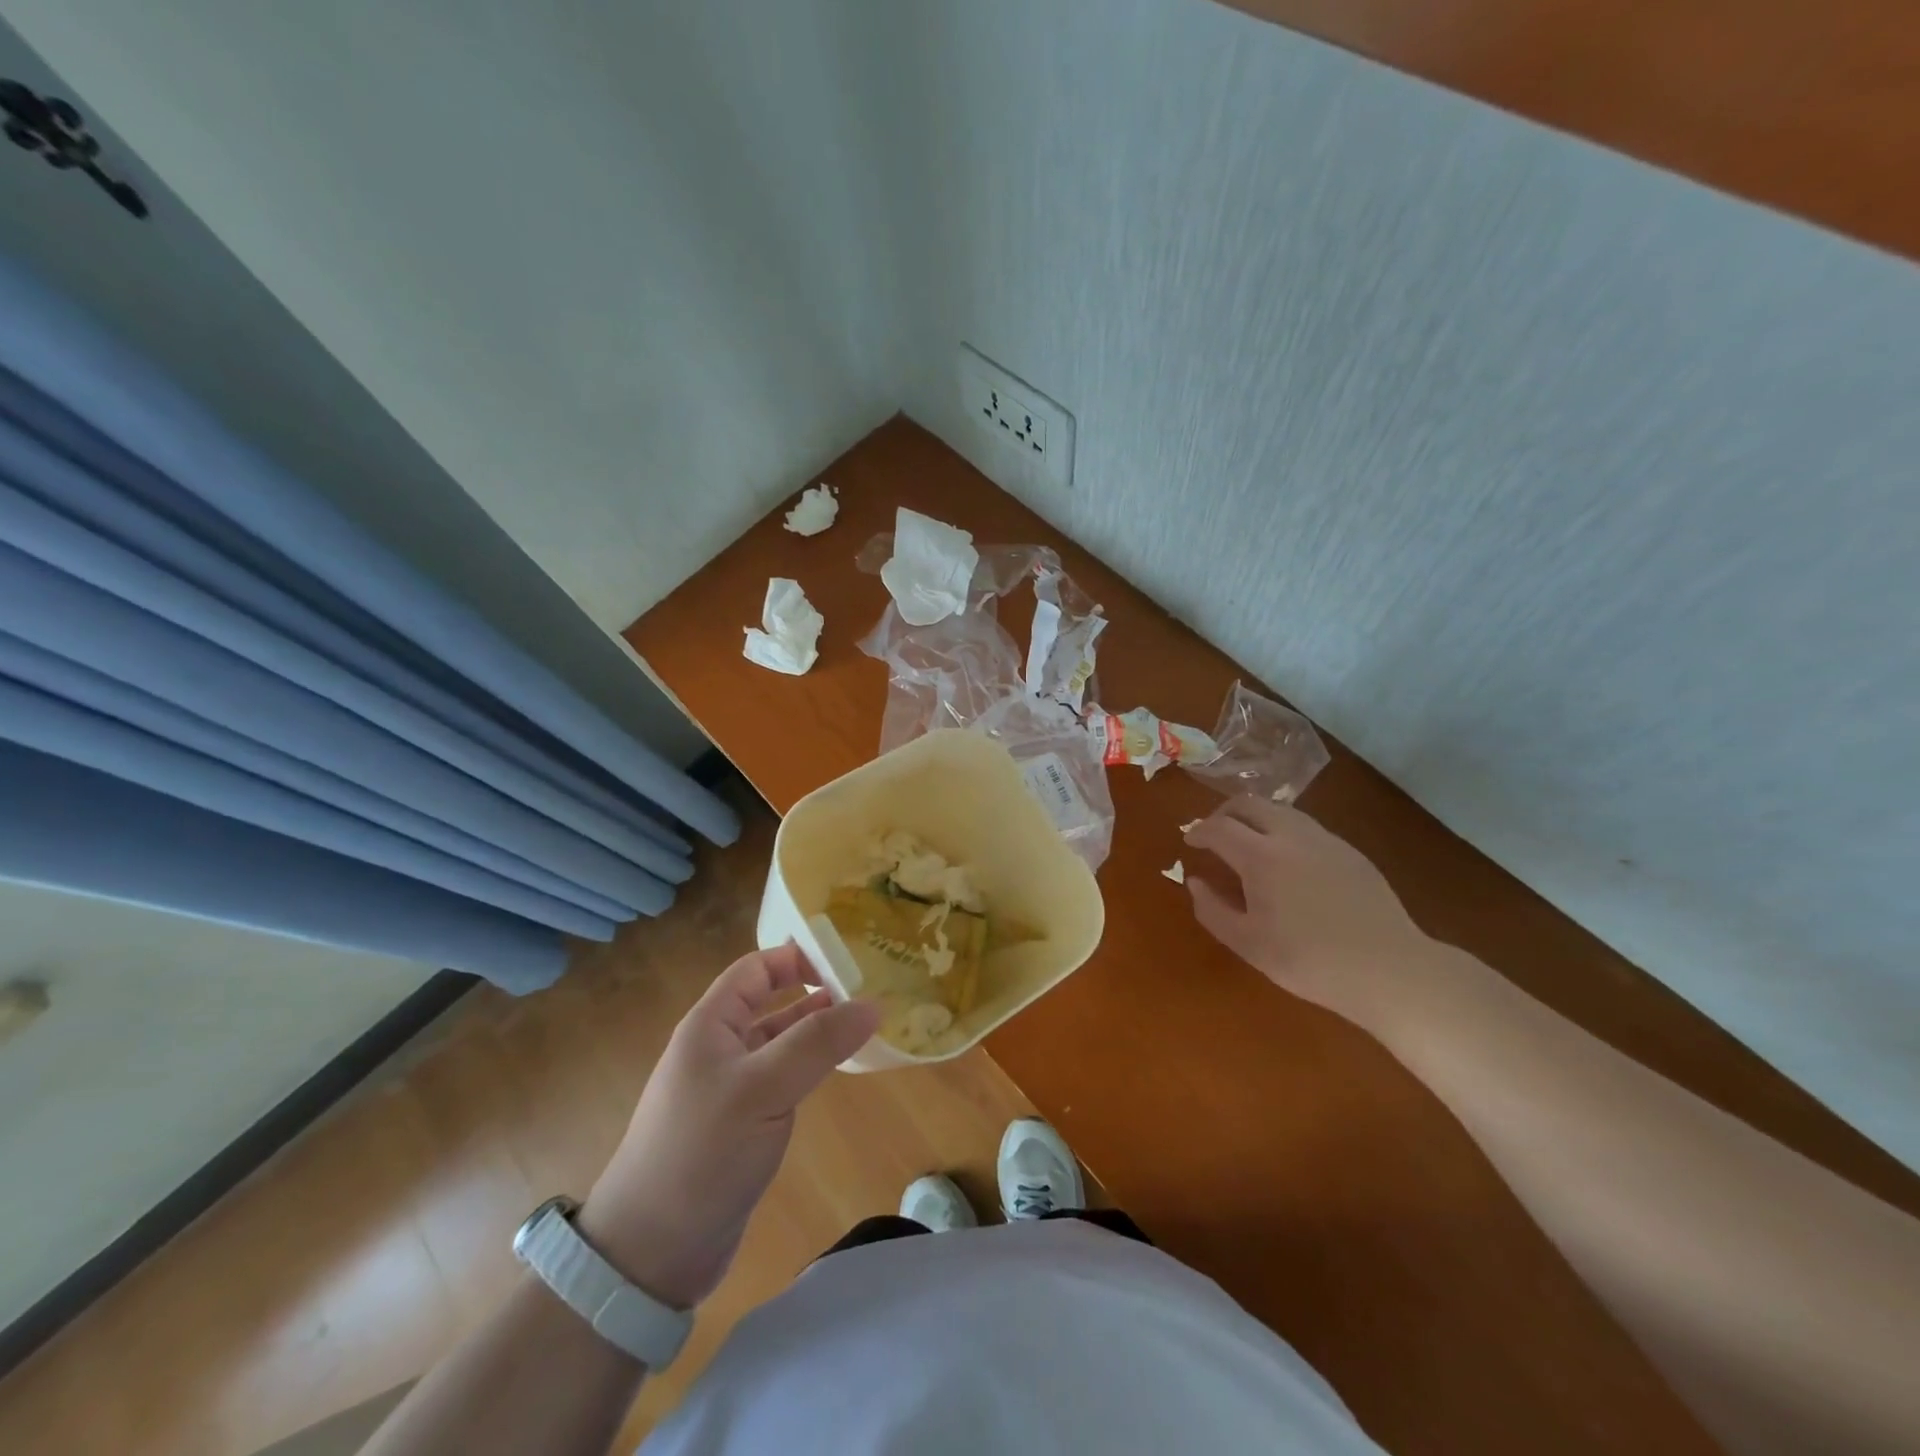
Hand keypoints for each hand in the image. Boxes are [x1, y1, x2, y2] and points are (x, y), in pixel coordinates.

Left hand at [577, 945, 879, 1308]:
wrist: (650, 1254)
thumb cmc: (701, 1153)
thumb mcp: (763, 1089)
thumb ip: (818, 1043)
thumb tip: (873, 1004)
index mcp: (710, 1025)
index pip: (756, 969)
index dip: (797, 957)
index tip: (847, 961)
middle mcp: (717, 1048)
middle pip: (769, 1002)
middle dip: (814, 991)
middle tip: (867, 989)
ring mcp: (728, 1088)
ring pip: (778, 1042)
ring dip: (815, 1030)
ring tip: (863, 1024)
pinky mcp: (740, 1124)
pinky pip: (780, 1079)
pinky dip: (809, 1067)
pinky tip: (837, 1070)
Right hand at [1184, 796, 1435, 1027]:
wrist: (1390, 969)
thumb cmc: (1310, 961)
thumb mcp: (1248, 944)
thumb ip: (1212, 910)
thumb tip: (1195, 881)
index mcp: (1261, 856)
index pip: (1218, 827)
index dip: (1198, 830)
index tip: (1189, 841)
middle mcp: (1291, 836)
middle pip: (1248, 803)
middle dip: (1223, 813)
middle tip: (1213, 834)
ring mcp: (1325, 840)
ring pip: (1280, 810)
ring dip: (1254, 818)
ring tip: (1247, 843)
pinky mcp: (1350, 852)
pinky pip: (1305, 827)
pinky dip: (1282, 830)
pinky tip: (1287, 861)